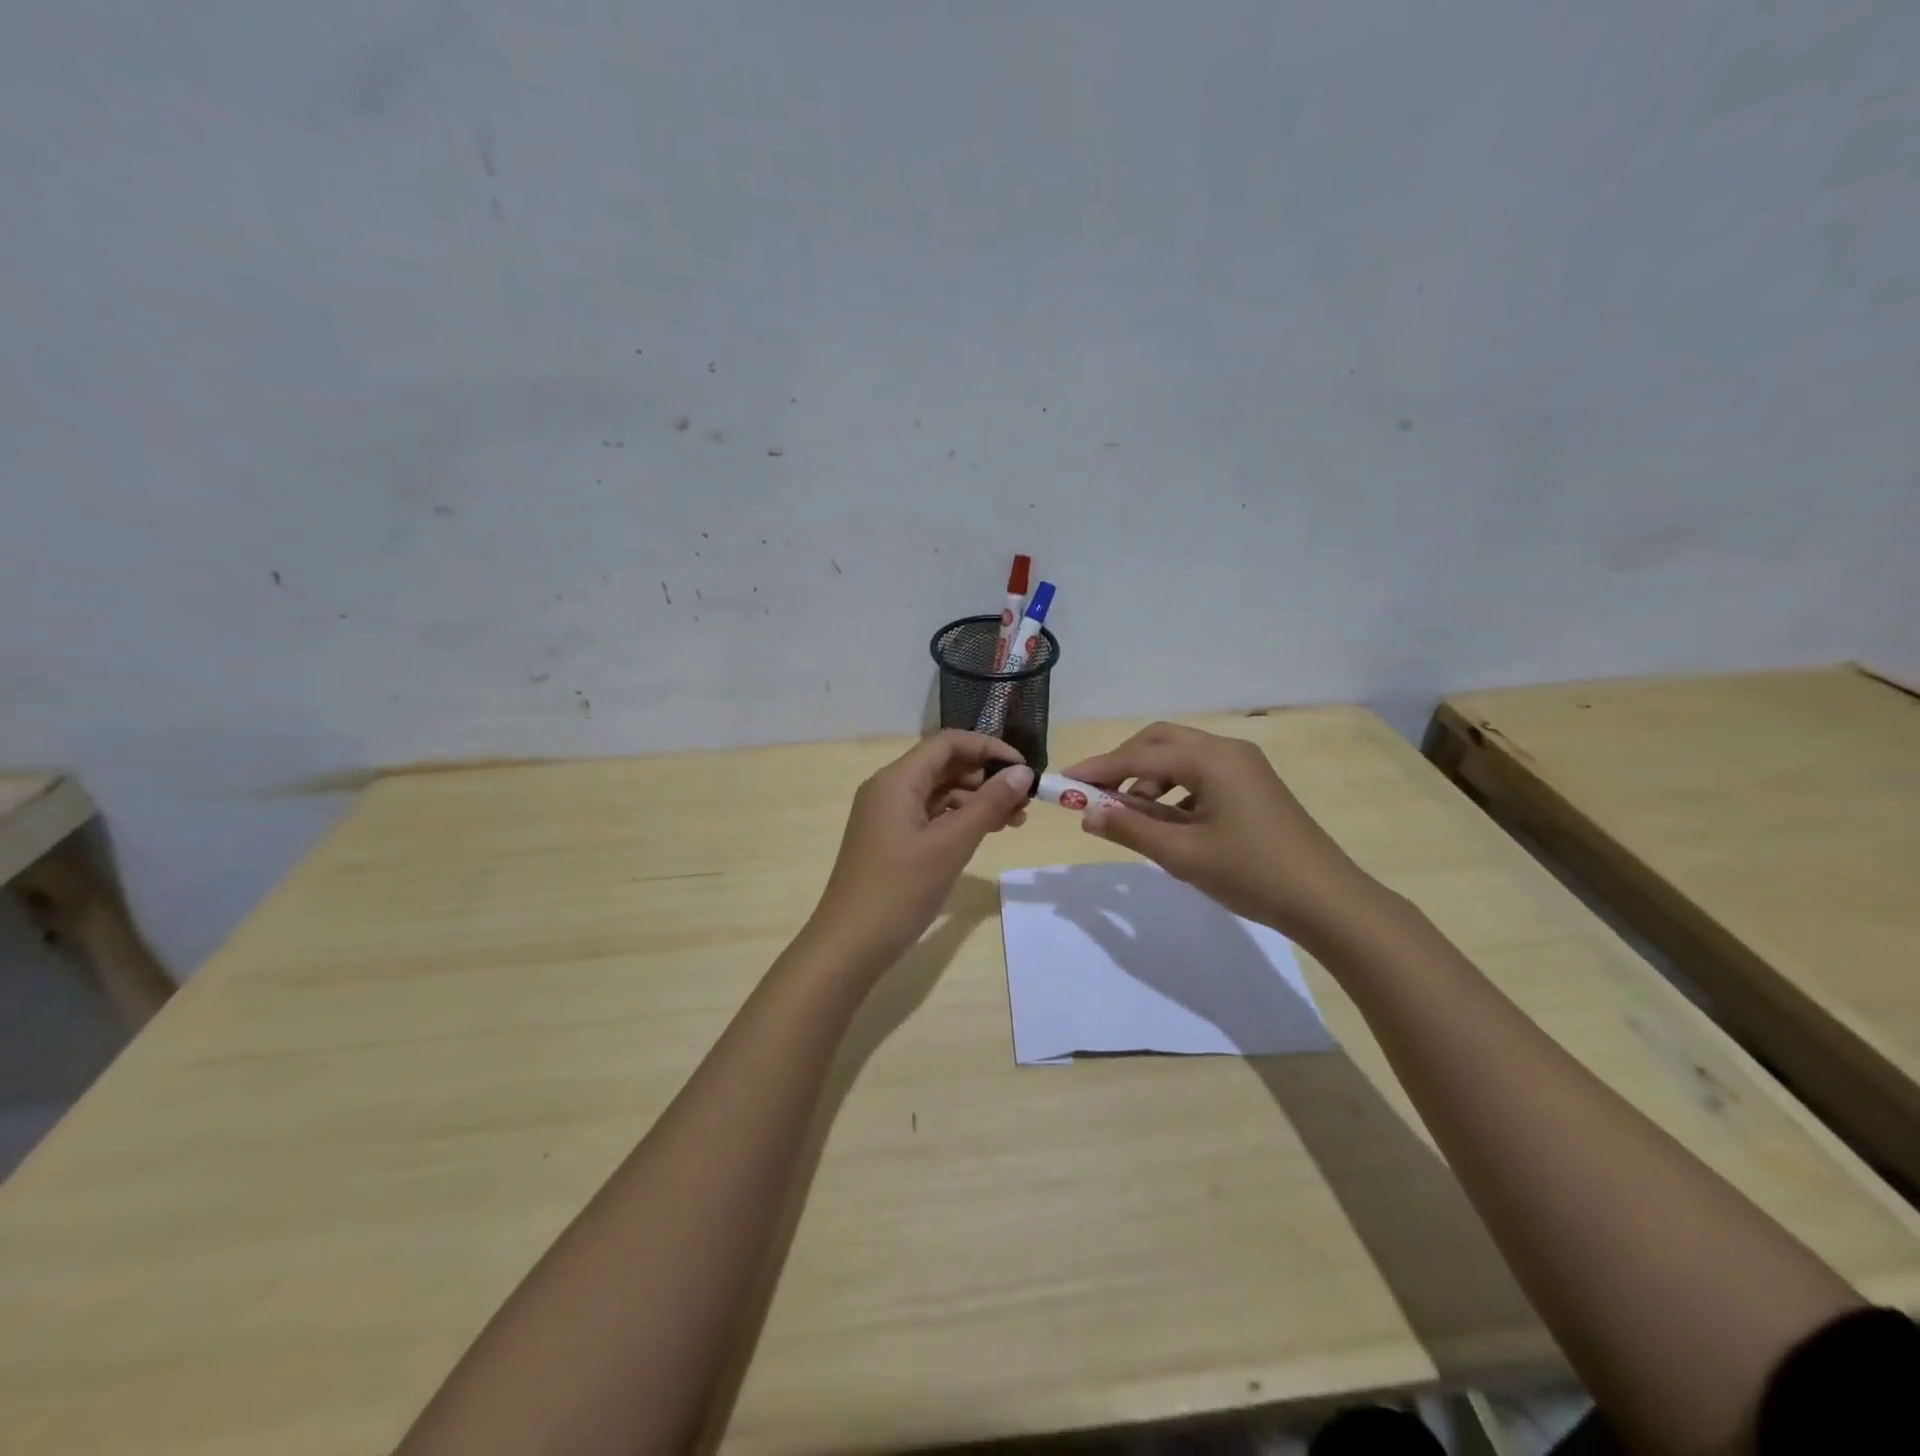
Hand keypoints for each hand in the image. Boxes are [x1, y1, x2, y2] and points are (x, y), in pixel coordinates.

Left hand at [807, 731, 1032, 973]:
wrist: (850, 945)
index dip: (988, 748)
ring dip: (977, 800)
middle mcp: (888, 788)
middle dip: (986, 777)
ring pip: (939, 793)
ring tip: (1015, 821)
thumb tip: (1022, 772)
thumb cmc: (901, 889)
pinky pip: (930, 816)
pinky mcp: (890, 839)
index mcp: (897, 780)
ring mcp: (887, 815)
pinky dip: (959, 820)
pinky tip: (985, 834)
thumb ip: (989, 804)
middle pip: (944, 765)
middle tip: (1025, 800)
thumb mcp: (952, 844)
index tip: (1023, 769)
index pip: (947, 742)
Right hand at [1062, 722, 1378, 942]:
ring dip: (1149, 778)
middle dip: (1124, 763)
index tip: (1063, 780)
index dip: (1099, 768)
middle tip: (1095, 793)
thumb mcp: (1182, 854)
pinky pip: (1201, 774)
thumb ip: (1130, 828)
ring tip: (1131, 815)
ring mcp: (1245, 767)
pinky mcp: (1253, 786)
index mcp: (1211, 759)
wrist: (1328, 901)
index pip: (1140, 755)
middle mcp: (1227, 750)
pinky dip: (1174, 789)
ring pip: (1181, 757)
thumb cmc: (1251, 874)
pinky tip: (1167, 820)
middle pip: (1161, 741)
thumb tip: (1086, 813)